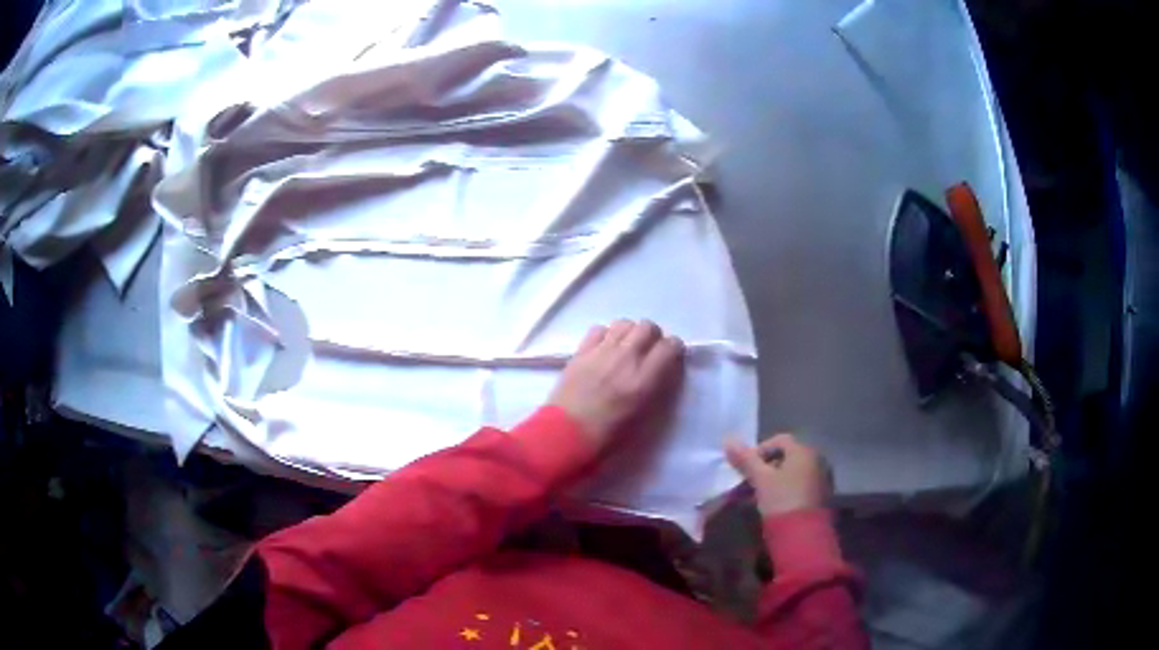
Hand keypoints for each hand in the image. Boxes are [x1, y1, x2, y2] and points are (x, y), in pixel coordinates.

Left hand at [548, 320, 684, 451]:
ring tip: (627, 348)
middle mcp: (625, 358)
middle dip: (653, 337)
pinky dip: (606, 335)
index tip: (671, 358)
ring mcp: (601, 351)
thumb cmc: (607, 437)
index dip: (674, 350)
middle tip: (649, 352)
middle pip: (647, 327)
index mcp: (644, 379)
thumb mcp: (643, 418)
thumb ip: (656, 389)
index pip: (670, 346)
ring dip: (630, 333)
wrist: (565, 436)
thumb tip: (662, 371)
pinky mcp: (581, 351)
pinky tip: (604, 349)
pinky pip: (599, 329)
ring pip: (624, 323)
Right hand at [725, 434, 832, 515]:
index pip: (780, 440)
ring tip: (762, 495)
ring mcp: (823, 478)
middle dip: (768, 467)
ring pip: (796, 472)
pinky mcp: (823, 495)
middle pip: (789, 456)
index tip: (747, 468)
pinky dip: (789, 489)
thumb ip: (746, 460)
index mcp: (804, 450)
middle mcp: (818, 459)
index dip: (760, 450)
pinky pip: (803, 484)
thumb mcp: (760, 479)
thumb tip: (728, 440)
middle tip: (753, 482)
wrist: (803, 534)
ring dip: (779, 479)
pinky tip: (778, 504)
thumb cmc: (781, 500)